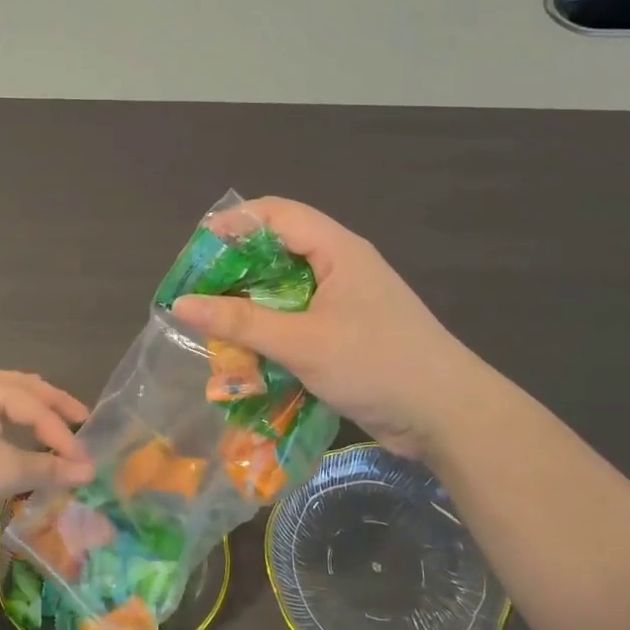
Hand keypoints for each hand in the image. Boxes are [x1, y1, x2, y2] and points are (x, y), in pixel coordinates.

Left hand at [0, 371, 94, 522]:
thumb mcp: (4, 471)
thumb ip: (48, 468)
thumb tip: (88, 473)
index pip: (36, 407)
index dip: (63, 434)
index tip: (84, 461)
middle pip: (24, 389)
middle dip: (54, 406)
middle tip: (82, 420)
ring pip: (6, 398)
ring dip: (33, 410)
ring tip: (57, 420)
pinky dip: (13, 420)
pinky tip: (21, 433)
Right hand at [171, 199, 469, 459]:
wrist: (448, 416)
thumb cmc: (376, 364)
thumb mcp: (301, 342)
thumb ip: (240, 322)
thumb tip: (181, 303)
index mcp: (338, 250)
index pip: (277, 213)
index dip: (233, 223)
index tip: (195, 251)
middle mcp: (341, 267)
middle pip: (278, 250)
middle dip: (235, 269)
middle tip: (197, 293)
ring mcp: (346, 302)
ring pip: (285, 289)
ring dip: (251, 305)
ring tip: (213, 325)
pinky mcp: (346, 333)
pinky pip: (298, 320)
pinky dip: (270, 331)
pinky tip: (246, 353)